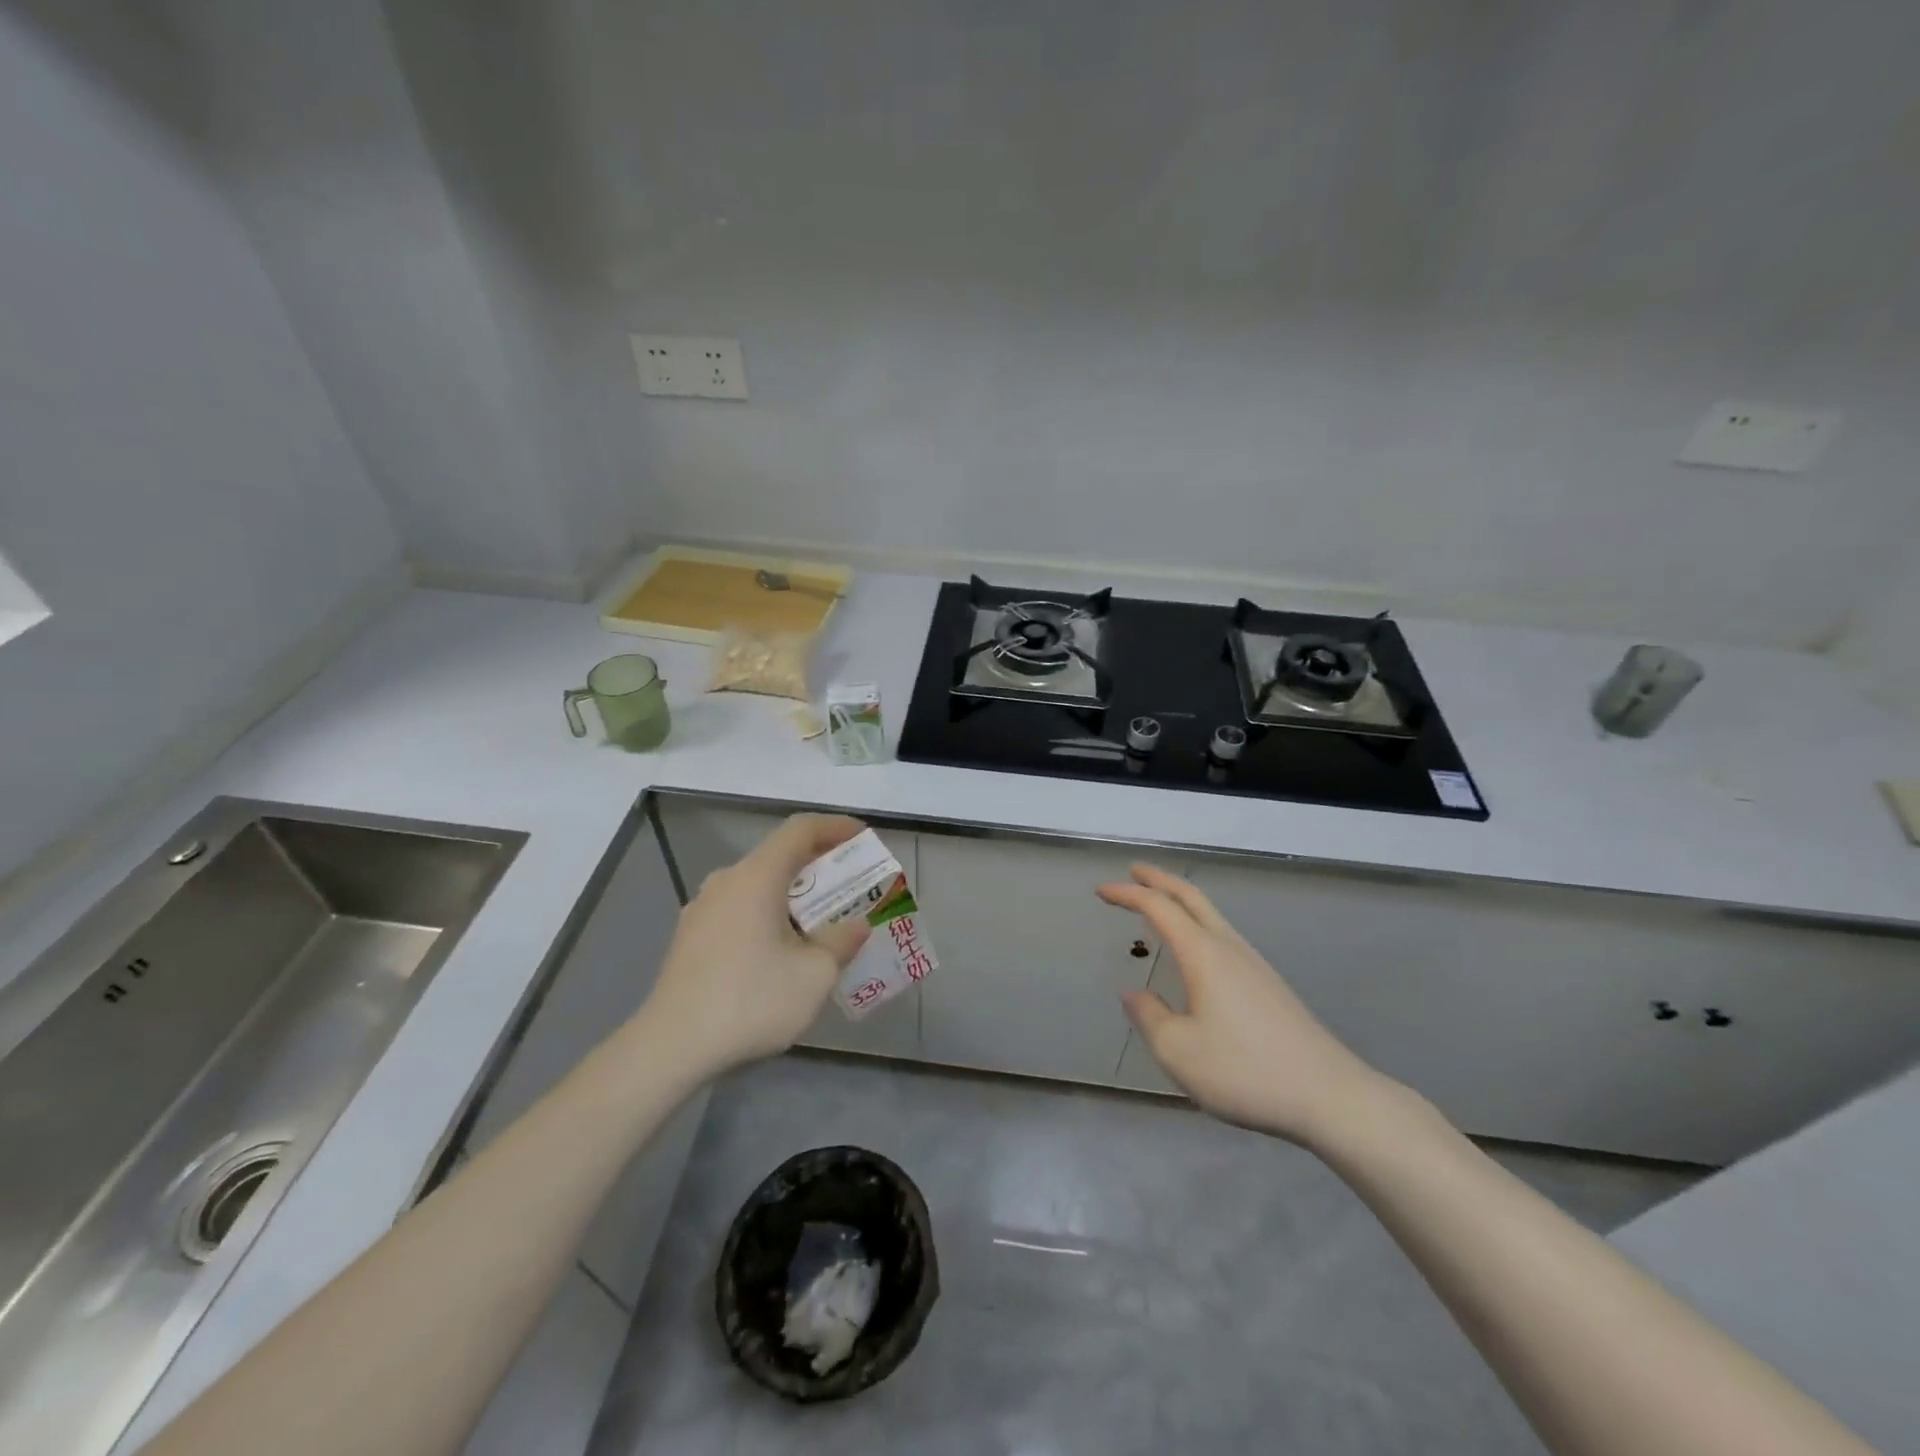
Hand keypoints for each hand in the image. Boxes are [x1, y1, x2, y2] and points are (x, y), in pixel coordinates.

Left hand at [644, 814, 871, 1076]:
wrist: (670, 1046)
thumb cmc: (750, 1000)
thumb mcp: (814, 975)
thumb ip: (841, 942)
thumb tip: (855, 927)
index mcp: (757, 877)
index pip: (800, 830)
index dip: (835, 827)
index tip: (862, 837)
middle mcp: (726, 881)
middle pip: (778, 856)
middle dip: (818, 865)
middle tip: (849, 885)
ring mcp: (702, 909)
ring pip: (757, 885)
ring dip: (791, 895)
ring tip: (819, 923)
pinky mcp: (690, 937)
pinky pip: (738, 909)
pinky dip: (767, 915)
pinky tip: (780, 951)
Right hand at [1098, 864, 1386, 1145]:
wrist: (1331, 1096)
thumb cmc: (1245, 1071)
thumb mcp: (1179, 1052)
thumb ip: (1149, 1017)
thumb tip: (1133, 994)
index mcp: (1204, 955)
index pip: (1159, 908)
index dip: (1128, 895)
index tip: (1101, 891)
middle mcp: (1229, 948)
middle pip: (1192, 898)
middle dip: (1160, 880)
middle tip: (1133, 871)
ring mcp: (1254, 964)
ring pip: (1212, 914)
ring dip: (1181, 901)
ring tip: (1160, 905)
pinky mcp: (1269, 985)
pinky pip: (1223, 936)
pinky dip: (1198, 923)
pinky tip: (1196, 951)